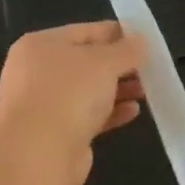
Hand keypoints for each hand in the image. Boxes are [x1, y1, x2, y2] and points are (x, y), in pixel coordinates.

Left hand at [0, 22, 145, 184]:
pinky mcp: (54, 133)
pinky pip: (86, 117)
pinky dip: (109, 113)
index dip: (115, 33)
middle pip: (85, 63)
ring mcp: (43, 105)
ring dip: (116, 90)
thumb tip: (141, 40)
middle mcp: (36, 72)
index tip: (144, 38)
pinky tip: (133, 112)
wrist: (39, 152)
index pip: (84, 31)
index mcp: (40, 45)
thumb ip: (127, 50)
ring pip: (86, 91)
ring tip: (146, 90)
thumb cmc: (69, 93)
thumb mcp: (104, 62)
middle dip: (118, 65)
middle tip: (148, 67)